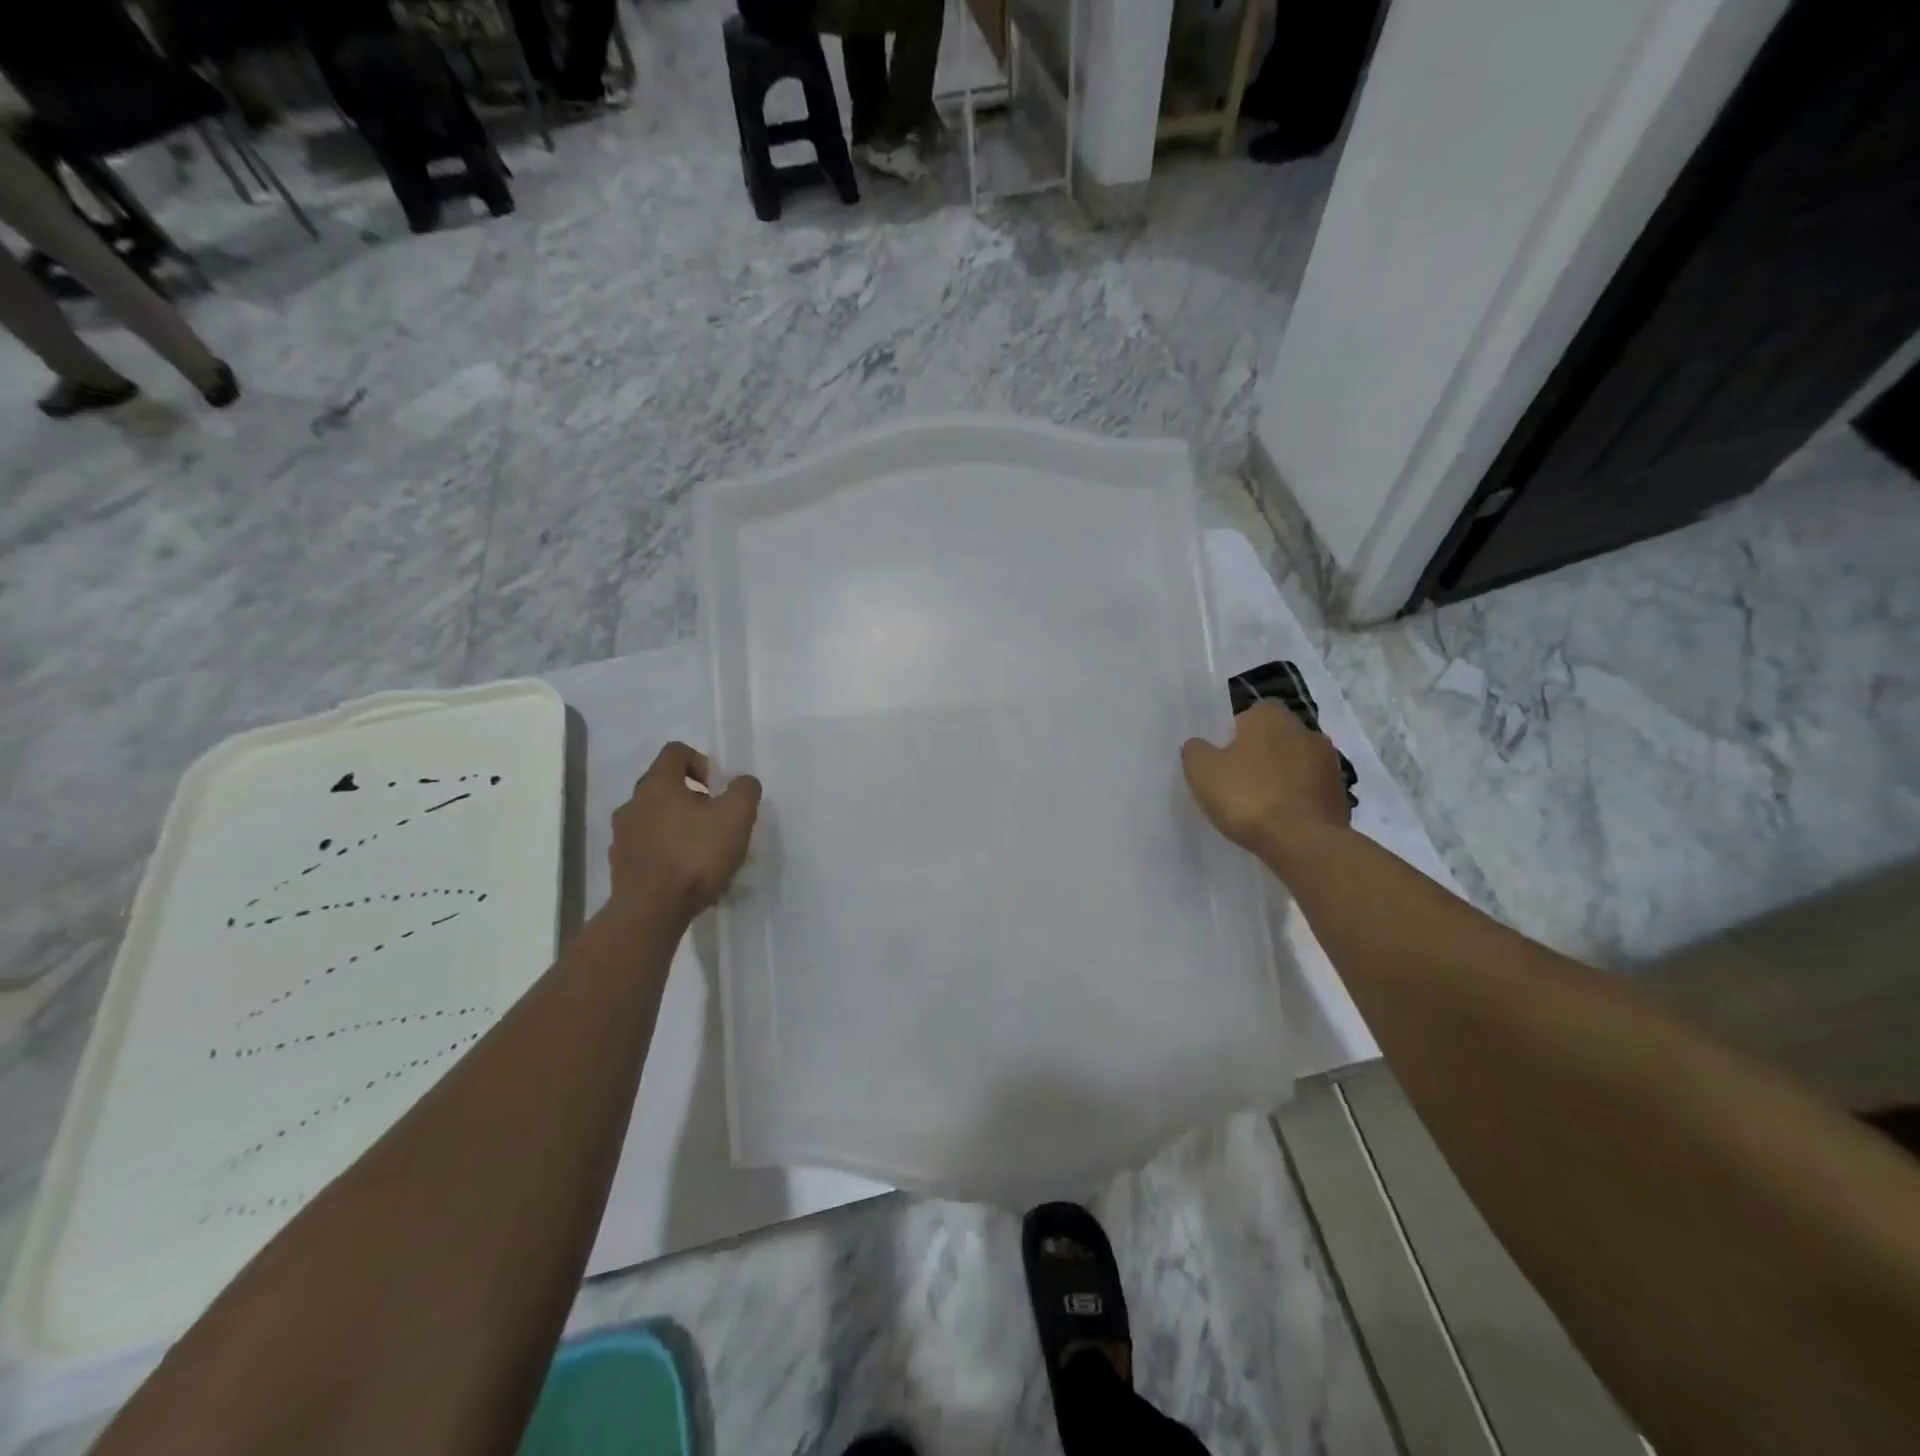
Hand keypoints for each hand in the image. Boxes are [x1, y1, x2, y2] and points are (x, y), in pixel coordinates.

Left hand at [609, 742, 761, 920]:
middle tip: (714, 820)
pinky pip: (648, 847)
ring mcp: (622, 836)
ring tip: (702, 851)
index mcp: (657, 784)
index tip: (717, 788)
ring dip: (678, 826)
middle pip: (663, 786)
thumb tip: (742, 782)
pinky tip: (686, 875)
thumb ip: (744, 790)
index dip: (701, 761)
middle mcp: (632, 804)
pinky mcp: (620, 866)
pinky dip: (667, 852)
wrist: (651, 911)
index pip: (675, 752)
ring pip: (654, 818)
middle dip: (691, 797)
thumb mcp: (736, 816)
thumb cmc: (695, 855)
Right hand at [1181, 702, 1350, 860]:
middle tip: (1236, 782)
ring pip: (1294, 763)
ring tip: (1260, 805)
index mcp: (1270, 716)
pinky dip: (1297, 799)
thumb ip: (1196, 751)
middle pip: (1273, 738)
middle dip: (1258, 755)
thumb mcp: (1202, 772)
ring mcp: (1328, 761)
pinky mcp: (1340, 792)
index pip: (1246, 716)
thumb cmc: (1248, 797)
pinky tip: (1281, 820)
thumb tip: (1199, 745)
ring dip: (1280, 777)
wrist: (1303, 842)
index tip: (1221, 762)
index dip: (1231, 737)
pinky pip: (1309, 789)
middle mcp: (1305, 729)